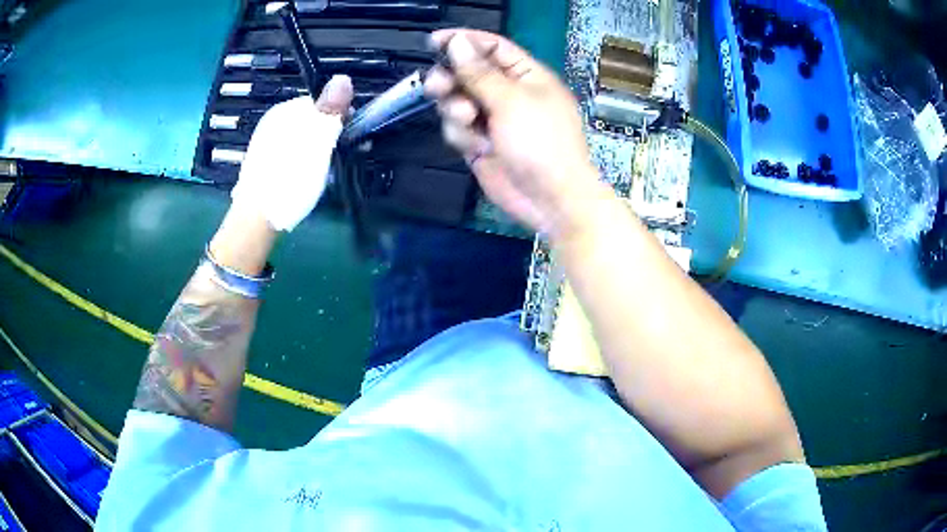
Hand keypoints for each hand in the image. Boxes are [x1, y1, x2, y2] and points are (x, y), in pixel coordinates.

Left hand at [232, 75, 353, 231]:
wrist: (256, 221)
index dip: (338, 117)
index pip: (320, 102)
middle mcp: (272, 122)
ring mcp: (266, 143)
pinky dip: (302, 162)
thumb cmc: (289, 179)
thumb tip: (343, 77)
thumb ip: (330, 110)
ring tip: (324, 172)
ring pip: (302, 138)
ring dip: (318, 150)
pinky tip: (305, 179)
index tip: (348, 136)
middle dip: (328, 134)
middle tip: (338, 158)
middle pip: (311, 120)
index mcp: (284, 111)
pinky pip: (292, 153)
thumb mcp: (317, 142)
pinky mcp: (264, 163)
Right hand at [424, 30, 600, 236]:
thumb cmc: (541, 143)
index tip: (434, 41)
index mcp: (526, 75)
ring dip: (457, 110)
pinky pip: (457, 128)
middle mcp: (507, 93)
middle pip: (467, 73)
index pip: (492, 47)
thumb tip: (457, 41)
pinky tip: (477, 146)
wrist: (549, 199)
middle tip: (438, 87)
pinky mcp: (480, 143)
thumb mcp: (511, 101)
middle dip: (451, 79)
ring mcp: (492, 119)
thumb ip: (479, 73)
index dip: (464, 41)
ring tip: (469, 121)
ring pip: (456, 101)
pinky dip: (462, 135)